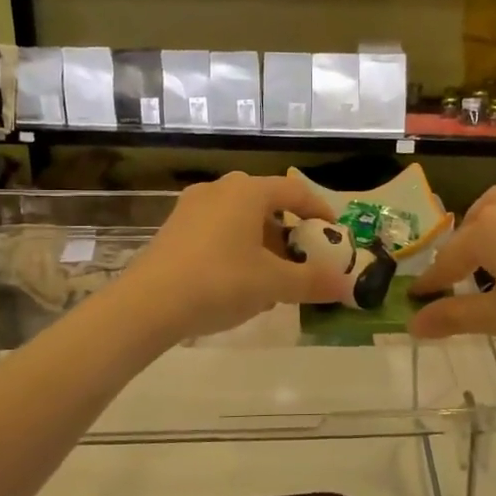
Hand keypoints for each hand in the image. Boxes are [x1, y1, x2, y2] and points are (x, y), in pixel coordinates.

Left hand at [118, 172, 346, 342]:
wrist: (147, 305)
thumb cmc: (219, 282)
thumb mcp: (273, 284)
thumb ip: (312, 282)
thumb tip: (348, 287)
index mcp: (248, 192)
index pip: (295, 191)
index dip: (319, 210)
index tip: (334, 233)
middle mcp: (219, 190)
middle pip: (266, 204)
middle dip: (289, 232)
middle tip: (303, 259)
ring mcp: (191, 208)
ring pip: (240, 219)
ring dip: (262, 244)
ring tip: (273, 279)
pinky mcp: (173, 230)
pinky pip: (217, 231)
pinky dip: (237, 250)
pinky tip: (238, 284)